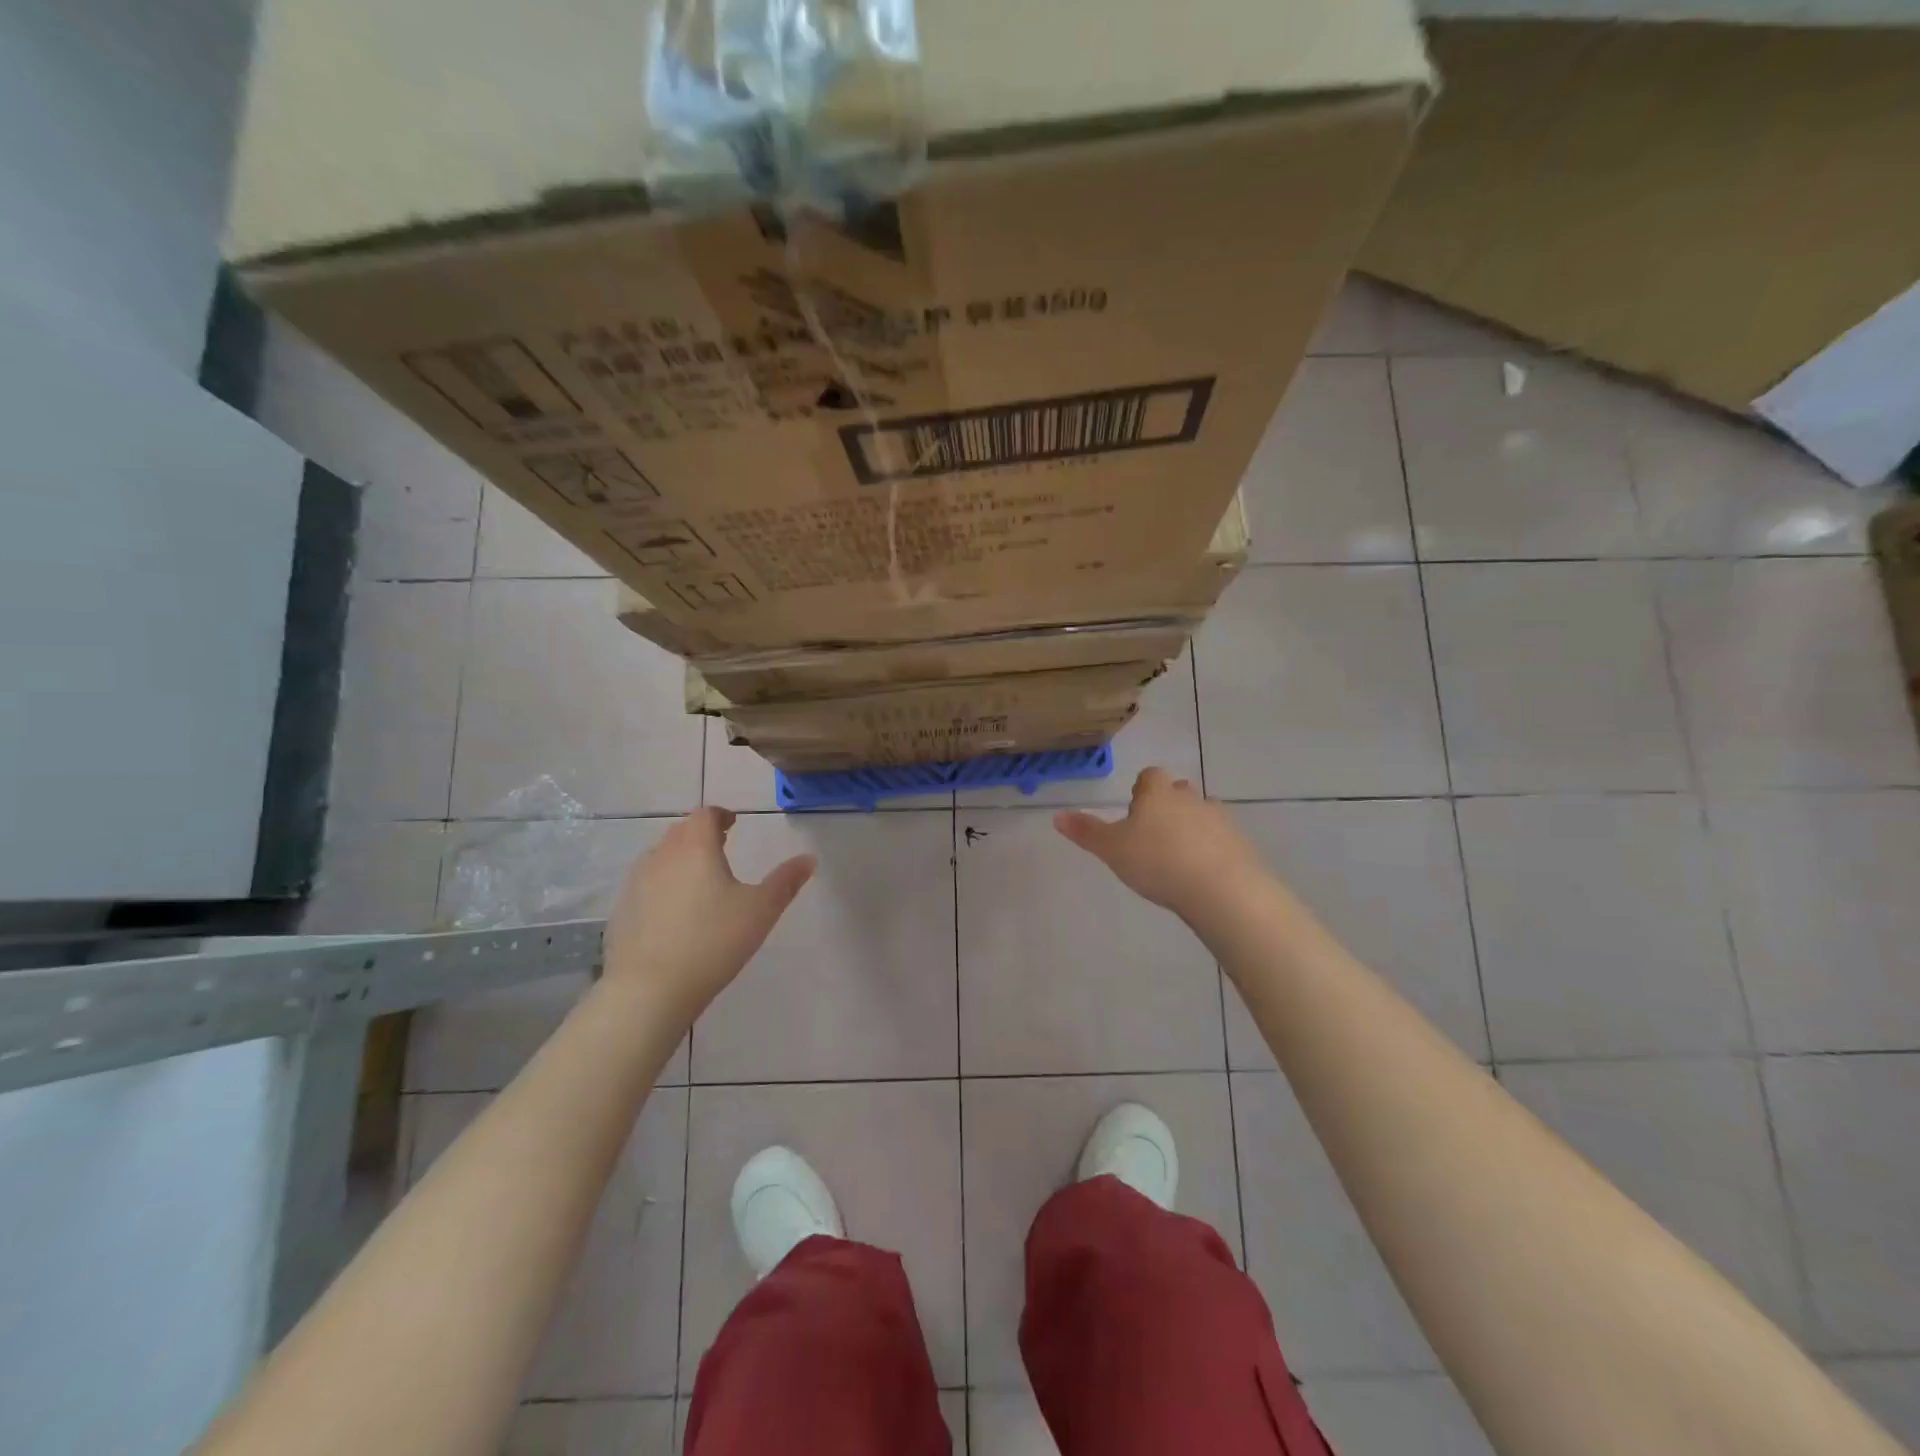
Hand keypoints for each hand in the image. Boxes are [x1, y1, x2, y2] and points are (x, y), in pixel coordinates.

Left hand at [601, 807, 814, 1025]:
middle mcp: (662, 856)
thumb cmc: (713, 941)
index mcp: (696, 848)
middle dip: (700, 835)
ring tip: (698, 879)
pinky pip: (645, 885)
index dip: (720, 816)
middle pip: (680, 832)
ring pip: (660, 857)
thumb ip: (786, 882)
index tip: (732, 824)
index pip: (704, 815)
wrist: (650, 989)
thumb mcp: (761, 911)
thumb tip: (809, 859)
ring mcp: (636, 883)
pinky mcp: (622, 911)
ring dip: (679, 859)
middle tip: (720, 847)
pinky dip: (661, 886)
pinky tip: (673, 912)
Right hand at [1055, 768, 1266, 921]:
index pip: (1150, 776)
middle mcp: (1191, 798)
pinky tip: (1200, 874)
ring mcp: (1220, 819)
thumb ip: (1086, 832)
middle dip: (1166, 807)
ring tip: (1177, 857)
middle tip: (1152, 835)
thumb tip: (1057, 815)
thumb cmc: (1158, 862)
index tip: (1134, 812)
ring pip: (1202, 814)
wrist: (1221, 889)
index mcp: (1158, 793)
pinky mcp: (1240, 843)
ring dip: (1190, 828)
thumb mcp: (1112, 849)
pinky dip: (1210, 849)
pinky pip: (1221, 839)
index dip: (1141, 790)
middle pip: (1178, 792)